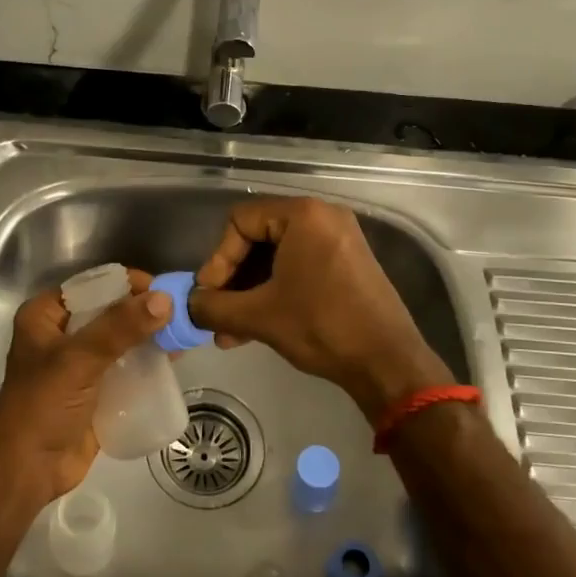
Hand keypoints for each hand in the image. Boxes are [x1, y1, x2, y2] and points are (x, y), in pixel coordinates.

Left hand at [0, 268, 170, 504]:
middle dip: (144, 310)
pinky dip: (148, 360)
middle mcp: (62, 333)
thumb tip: (165, 299)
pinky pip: (126, 365)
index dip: (127, 283)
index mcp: (46, 315)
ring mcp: (80, 363)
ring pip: (122, 338)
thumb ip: (120, 328)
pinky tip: (174, 357)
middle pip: (110, 310)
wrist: (29, 471)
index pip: (93, 285)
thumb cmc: (43, 407)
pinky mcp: (97, 389)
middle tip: (180, 312)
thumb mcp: (78, 360)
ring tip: (183, 332)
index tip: (163, 290)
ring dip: (150, 334)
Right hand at [187, 198, 451, 421]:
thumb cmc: (321, 326)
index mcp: (303, 215)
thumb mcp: (260, 316)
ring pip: (277, 258)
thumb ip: (214, 307)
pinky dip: (276, 293)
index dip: (218, 259)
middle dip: (233, 281)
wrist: (387, 361)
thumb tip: (188, 306)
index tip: (209, 296)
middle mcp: (323, 217)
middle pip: (257, 238)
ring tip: (231, 333)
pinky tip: (256, 328)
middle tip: (217, 314)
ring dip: (251, 293)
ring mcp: (339, 240)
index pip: (240, 221)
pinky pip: (299, 268)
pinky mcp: (347, 264)